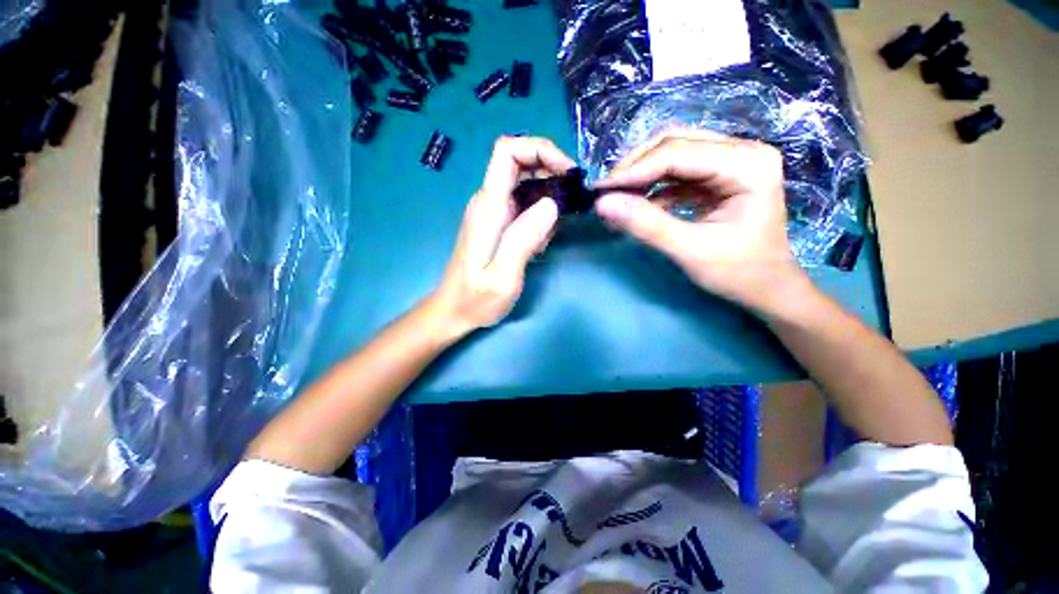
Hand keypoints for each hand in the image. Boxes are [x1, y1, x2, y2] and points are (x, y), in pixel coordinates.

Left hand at [429, 136, 575, 339]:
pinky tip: (540, 244)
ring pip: (528, 184)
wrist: (455, 310)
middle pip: (522, 163)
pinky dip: (541, 215)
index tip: (568, 172)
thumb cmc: (476, 298)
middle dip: (552, 174)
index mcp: (488, 207)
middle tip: (569, 207)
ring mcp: (494, 212)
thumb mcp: (503, 276)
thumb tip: (551, 204)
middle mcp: (489, 201)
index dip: (540, 149)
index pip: (508, 151)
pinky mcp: (499, 223)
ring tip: (548, 239)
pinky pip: (526, 204)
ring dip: (549, 201)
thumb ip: (523, 239)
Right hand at [594, 128, 807, 314]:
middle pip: (675, 143)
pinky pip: (676, 173)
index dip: (634, 170)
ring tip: (616, 200)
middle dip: (635, 168)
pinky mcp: (718, 176)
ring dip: (640, 176)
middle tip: (607, 194)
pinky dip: (651, 188)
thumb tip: (603, 204)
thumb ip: (646, 225)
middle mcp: (742, 151)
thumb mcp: (689, 250)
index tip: (601, 191)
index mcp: (747, 164)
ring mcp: (730, 161)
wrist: (767, 287)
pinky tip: (635, 206)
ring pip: (672, 154)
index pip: (678, 153)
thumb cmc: (738, 273)